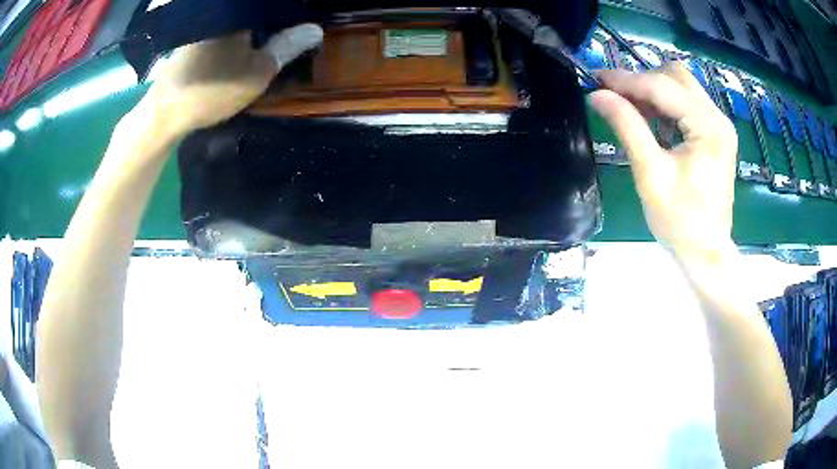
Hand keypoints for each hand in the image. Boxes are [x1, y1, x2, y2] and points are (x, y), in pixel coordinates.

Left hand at [140, 24, 322, 138]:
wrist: (164, 113)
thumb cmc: (212, 90)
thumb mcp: (257, 72)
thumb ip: (287, 47)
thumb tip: (316, 28)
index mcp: (239, 13)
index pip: (273, 5)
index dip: (289, 14)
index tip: (300, 25)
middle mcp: (221, 13)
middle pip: (254, 10)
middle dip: (272, 19)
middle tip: (286, 33)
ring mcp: (204, 26)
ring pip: (236, 19)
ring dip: (254, 26)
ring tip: (268, 37)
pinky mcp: (192, 39)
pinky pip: (222, 27)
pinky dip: (235, 33)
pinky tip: (240, 45)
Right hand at [590, 62, 738, 260]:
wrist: (705, 252)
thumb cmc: (680, 220)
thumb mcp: (650, 173)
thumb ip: (627, 127)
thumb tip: (598, 94)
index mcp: (708, 127)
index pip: (663, 88)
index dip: (627, 80)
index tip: (596, 78)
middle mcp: (718, 118)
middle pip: (676, 77)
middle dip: (643, 81)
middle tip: (615, 96)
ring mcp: (719, 125)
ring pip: (681, 87)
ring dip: (653, 90)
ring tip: (629, 106)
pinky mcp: (715, 134)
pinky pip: (687, 104)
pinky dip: (665, 104)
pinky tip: (650, 118)